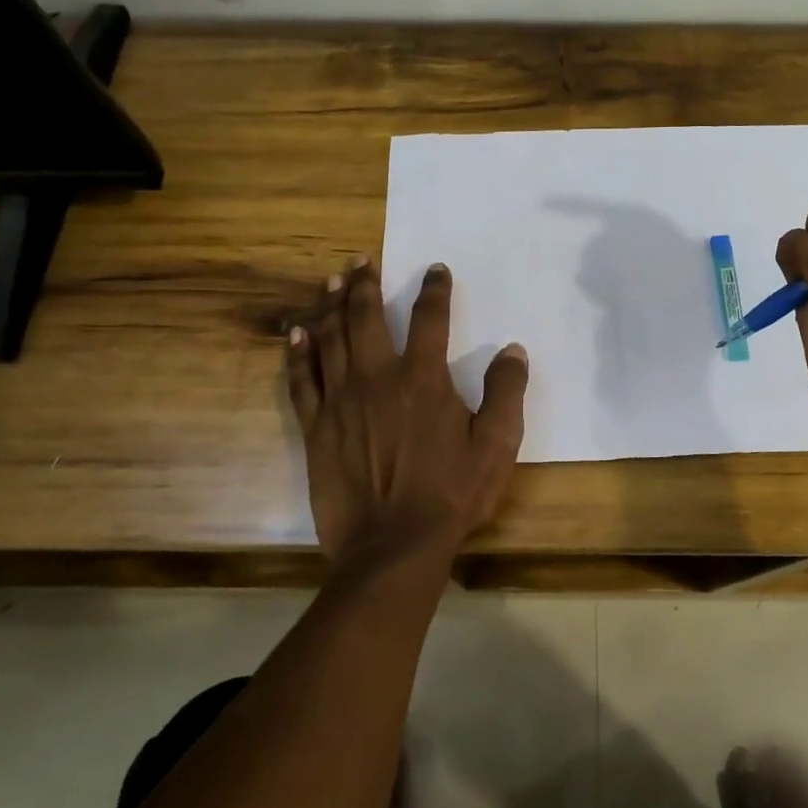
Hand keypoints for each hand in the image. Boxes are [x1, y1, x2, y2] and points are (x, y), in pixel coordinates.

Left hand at [287, 257, 528, 568]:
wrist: (393, 547)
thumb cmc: (451, 495)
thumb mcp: (496, 446)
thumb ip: (506, 393)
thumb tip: (512, 351)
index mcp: (423, 379)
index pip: (430, 318)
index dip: (435, 289)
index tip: (436, 270)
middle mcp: (377, 378)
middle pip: (365, 317)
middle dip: (364, 284)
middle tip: (361, 260)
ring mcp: (341, 402)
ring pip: (330, 338)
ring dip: (330, 305)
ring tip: (331, 280)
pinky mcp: (316, 428)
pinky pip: (302, 380)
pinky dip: (298, 353)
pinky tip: (295, 333)